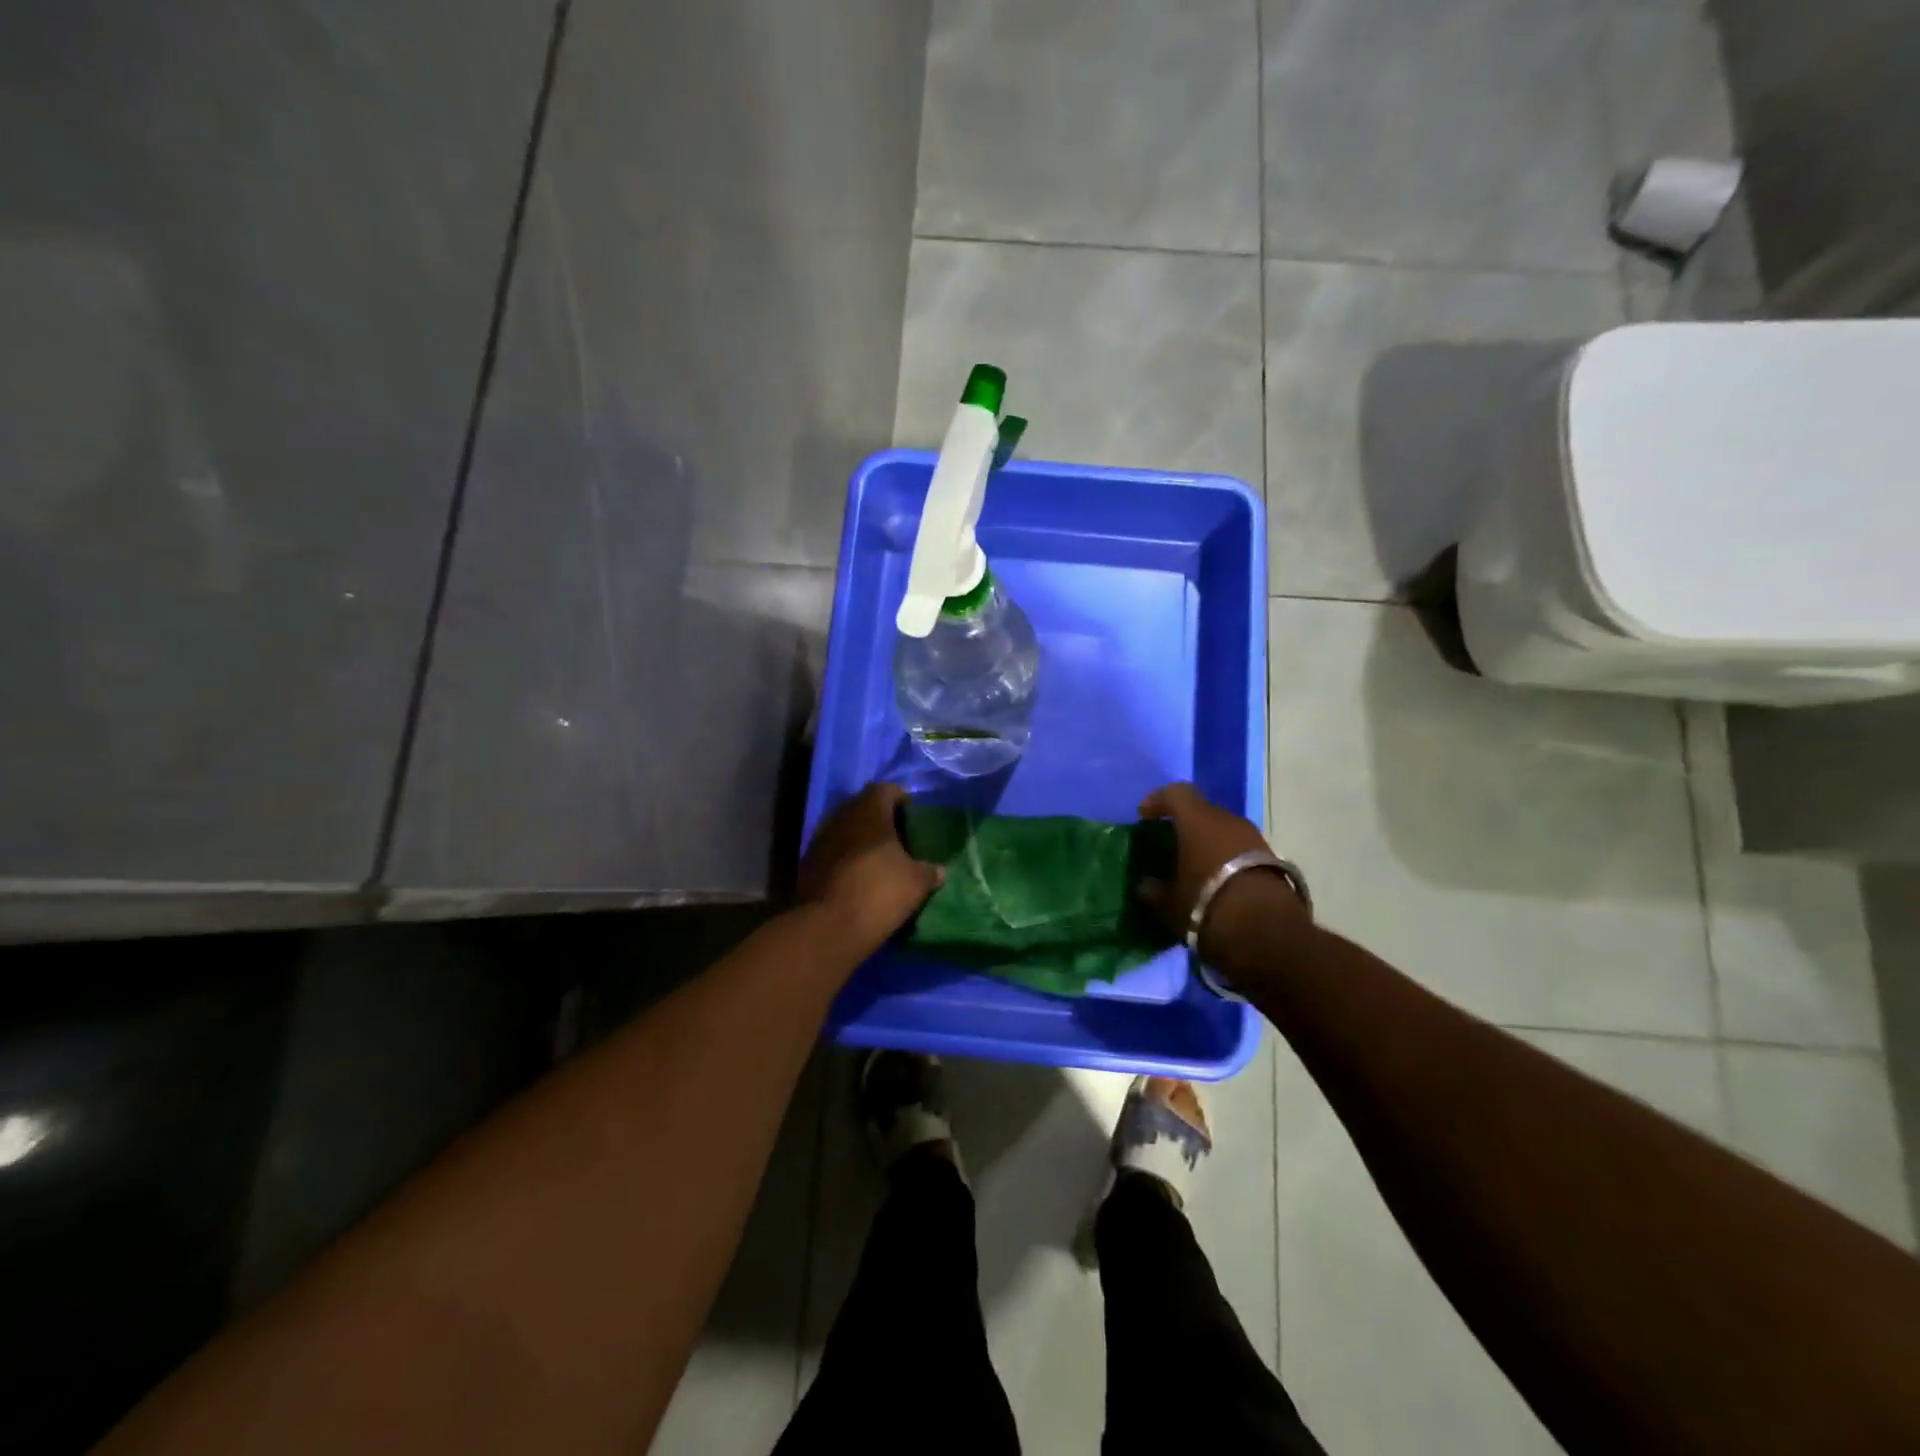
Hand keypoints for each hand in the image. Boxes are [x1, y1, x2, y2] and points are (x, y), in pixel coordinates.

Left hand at [796, 783, 942, 959]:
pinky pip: (833, 850)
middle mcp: (842, 816)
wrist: (827, 927)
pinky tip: (859, 876)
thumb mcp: (917, 883)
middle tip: (900, 838)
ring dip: (862, 839)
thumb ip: (930, 871)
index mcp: (870, 810)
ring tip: (880, 859)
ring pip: (846, 829)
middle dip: (881, 819)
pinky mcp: (808, 863)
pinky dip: (847, 857)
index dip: (903, 800)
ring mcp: (820, 838)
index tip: (914, 817)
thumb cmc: (878, 893)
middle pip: (864, 807)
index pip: (887, 789)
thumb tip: (938, 871)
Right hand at [1135, 783, 1304, 956]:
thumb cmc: (1206, 904)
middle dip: (1185, 827)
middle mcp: (1228, 820)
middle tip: (1170, 848)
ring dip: (1209, 845)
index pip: (1176, 793)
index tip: (1144, 817)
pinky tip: (1218, 884)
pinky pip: (1241, 850)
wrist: (1268, 932)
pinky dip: (1227, 860)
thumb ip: (1153, 890)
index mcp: (1198, 820)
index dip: (1158, 801)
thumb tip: (1145, 885)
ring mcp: (1254, 838)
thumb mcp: (1169, 904)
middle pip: (1202, 812)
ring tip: (1194, 869)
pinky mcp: (1273, 860)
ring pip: (1224, 832)